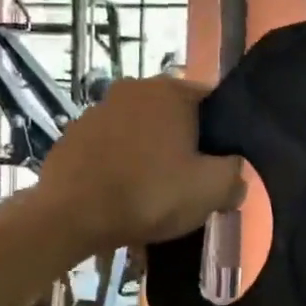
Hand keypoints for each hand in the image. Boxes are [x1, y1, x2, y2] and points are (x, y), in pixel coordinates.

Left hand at [37, 77, 245, 249]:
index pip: (212, 102)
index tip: (220, 166)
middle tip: (190, 183)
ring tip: (154, 193)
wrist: (70, 217)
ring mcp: (97, 110)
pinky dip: (121, 165)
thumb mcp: (210, 190)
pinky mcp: (73, 135)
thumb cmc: (149, 195)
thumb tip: (234, 174)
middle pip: (175, 117)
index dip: (222, 135)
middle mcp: (133, 88)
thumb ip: (235, 175)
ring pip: (141, 131)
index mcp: (170, 91)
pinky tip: (123, 195)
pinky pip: (111, 147)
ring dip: (151, 154)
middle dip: (185, 145)